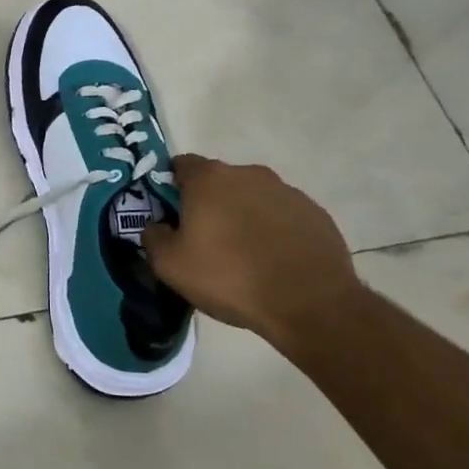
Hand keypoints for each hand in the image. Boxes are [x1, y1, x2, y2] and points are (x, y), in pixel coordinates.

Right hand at [142, 155, 364, 351]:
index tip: (170, 213)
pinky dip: (274, 230)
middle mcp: (248, 174)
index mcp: (209, 179)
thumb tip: (156, 226)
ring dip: (243, 215)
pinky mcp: (315, 213)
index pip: (180, 165)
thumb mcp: (170, 265)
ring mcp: (286, 191)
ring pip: (252, 197)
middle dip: (208, 202)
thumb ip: (153, 237)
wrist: (310, 303)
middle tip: (204, 238)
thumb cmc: (230, 277)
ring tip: (242, 254)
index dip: (171, 186)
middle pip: (218, 181)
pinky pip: (283, 215)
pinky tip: (273, 261)